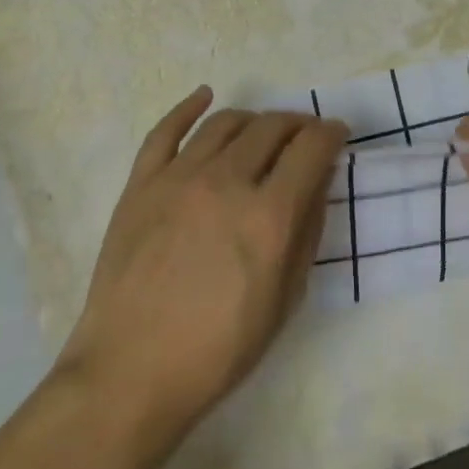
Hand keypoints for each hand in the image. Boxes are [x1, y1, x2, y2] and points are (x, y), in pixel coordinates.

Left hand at [55, 88, 347, 444]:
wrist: (131, 373)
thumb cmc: (218, 350)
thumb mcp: (284, 300)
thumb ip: (306, 232)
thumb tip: (317, 182)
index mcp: (268, 216)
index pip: (311, 148)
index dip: (331, 133)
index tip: (337, 134)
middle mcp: (226, 182)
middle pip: (271, 127)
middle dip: (298, 124)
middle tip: (305, 136)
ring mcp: (178, 178)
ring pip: (225, 122)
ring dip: (254, 118)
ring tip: (263, 130)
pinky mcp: (141, 184)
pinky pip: (165, 130)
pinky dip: (188, 107)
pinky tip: (205, 95)